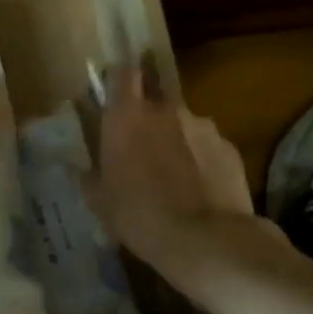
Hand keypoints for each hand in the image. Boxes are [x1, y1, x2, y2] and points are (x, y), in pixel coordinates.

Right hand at [84, 69, 254, 268]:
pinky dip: (201, 159)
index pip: (123, 74)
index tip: (116, 93)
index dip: (120, 79)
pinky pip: (208, 146)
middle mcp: (165, 109)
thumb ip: (91, 177)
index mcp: (126, 116)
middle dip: (149, 117)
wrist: (205, 239)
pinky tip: (200, 187)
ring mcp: (202, 125)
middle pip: (155, 99)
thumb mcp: (100, 202)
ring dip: (177, 140)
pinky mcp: (229, 147)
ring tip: (176, 174)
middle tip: (144, 146)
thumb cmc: (139, 215)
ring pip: (183, 125)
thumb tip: (83, 170)